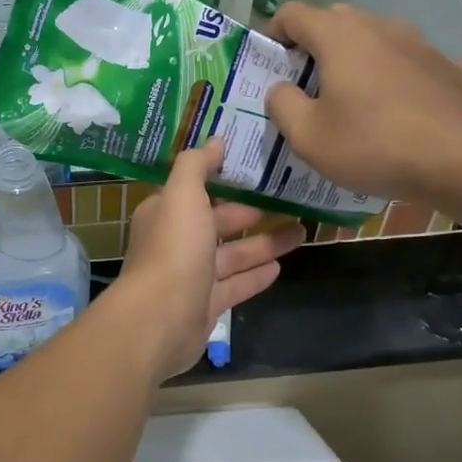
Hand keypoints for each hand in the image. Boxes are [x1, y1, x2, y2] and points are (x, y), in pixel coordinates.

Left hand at [107, 141, 303, 380]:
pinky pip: (235, 285)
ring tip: (302, 231)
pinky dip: (256, 275)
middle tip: (290, 202)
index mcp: (166, 213)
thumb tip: (216, 140)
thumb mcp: (182, 195)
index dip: (225, 180)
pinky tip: (281, 266)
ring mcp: (191, 277)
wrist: (159, 321)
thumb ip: (197, 165)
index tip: (258, 170)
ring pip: (232, 255)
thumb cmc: (173, 250)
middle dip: (251, 213)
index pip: (197, 191)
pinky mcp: (205, 306)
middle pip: (218, 223)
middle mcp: (176, 242)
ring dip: (264, 243)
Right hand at [264, 2, 461, 204]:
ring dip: (360, 59)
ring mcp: (421, 44)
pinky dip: (402, 77)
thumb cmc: (373, 145)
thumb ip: (282, 105)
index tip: (272, 65)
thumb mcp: (308, 137)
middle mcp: (380, 27)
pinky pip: (415, 64)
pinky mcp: (451, 67)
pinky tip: (406, 104)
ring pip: (378, 38)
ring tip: (358, 99)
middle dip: (316, 46)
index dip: (275, 34)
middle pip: (336, 20)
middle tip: (310, 86)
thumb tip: (280, 88)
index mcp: (339, 36)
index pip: (293, 13)